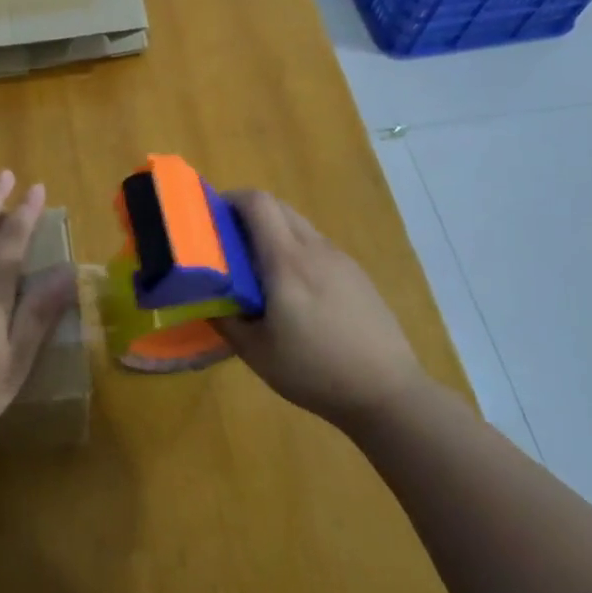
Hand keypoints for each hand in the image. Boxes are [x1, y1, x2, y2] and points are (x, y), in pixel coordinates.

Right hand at [215, 190, 424, 422]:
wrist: (388, 392)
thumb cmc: (315, 371)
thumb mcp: (256, 352)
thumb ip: (224, 319)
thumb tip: (203, 299)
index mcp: (287, 261)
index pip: (257, 203)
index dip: (230, 200)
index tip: (211, 219)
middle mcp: (315, 249)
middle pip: (278, 207)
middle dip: (248, 214)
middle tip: (228, 245)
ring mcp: (341, 259)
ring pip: (299, 226)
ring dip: (273, 233)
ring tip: (259, 271)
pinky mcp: (357, 274)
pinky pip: (318, 246)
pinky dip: (296, 251)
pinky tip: (295, 292)